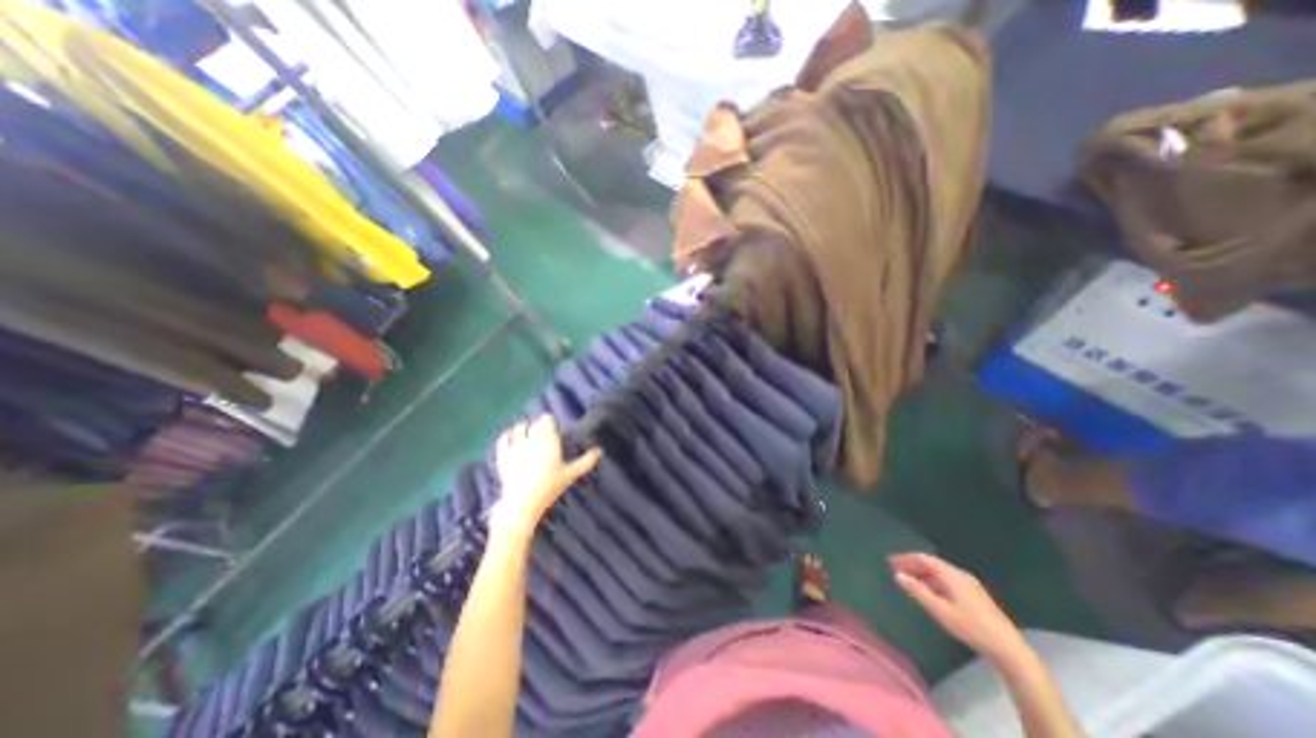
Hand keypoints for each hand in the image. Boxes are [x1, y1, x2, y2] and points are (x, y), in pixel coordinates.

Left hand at [489, 416, 600, 534]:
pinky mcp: (503, 455)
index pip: (546, 420)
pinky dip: (508, 434)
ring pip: (519, 428)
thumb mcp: (570, 475)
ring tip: (529, 436)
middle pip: (534, 423)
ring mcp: (515, 447)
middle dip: (538, 426)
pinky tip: (513, 438)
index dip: (549, 422)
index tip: (552, 428)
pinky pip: (504, 438)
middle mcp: (531, 440)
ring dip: (524, 429)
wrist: (522, 503)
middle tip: (543, 434)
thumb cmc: (550, 488)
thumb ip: (586, 461)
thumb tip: (600, 450)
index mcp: (548, 442)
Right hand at [888, 549, 1033, 666]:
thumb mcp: (940, 610)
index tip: (890, 561)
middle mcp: (960, 574)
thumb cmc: (971, 627)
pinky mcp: (976, 595)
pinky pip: (948, 580)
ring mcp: (970, 584)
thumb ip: (918, 591)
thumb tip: (898, 575)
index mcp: (951, 575)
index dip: (906, 558)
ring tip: (910, 580)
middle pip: (932, 563)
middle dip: (913, 565)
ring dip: (924, 574)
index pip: (924, 559)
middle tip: (897, 569)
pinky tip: (930, 592)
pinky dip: (934, 581)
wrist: (1010, 649)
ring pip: (941, 572)